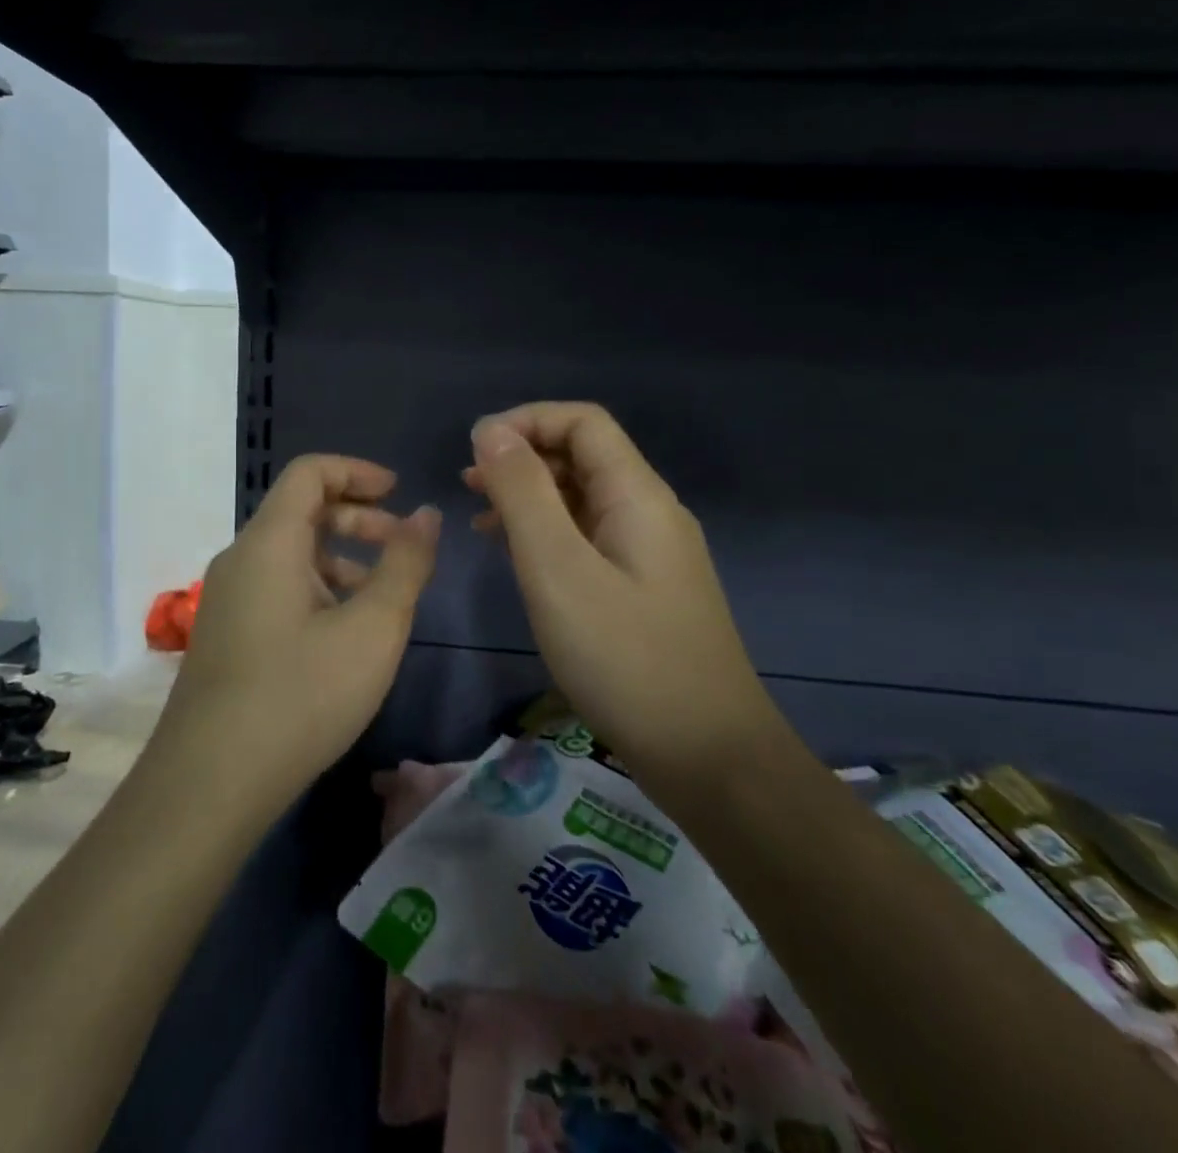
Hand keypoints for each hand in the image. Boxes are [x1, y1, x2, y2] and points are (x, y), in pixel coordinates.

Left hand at [161, 455, 440, 814]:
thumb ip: (406, 564)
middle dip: (359, 519)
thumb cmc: (301, 695)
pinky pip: (278, 588)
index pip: (310, 473)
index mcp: (269, 542)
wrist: (210, 784)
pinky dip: (319, 590)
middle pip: (301, 511)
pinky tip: (345, 635)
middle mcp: (241, 560)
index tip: (400, 493)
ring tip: (383, 597)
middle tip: (403, 548)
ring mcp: (228, 600)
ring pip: (291, 555)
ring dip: (343, 559)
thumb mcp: (373, 628)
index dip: (358, 472)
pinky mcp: (227, 636)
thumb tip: (426, 515)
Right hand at [465, 403, 775, 792]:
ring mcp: (652, 553)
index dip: (526, 421)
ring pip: (584, 499)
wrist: (708, 756)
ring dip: (532, 497)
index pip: (583, 422)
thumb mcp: (558, 570)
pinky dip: (550, 535)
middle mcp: (650, 512)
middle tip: (468, 487)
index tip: (474, 451)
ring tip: (481, 520)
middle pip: (584, 456)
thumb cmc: (625, 658)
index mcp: (637, 495)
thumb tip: (491, 431)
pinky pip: (591, 539)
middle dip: (523, 459)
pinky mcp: (646, 589)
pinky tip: (519, 559)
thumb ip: (523, 494)